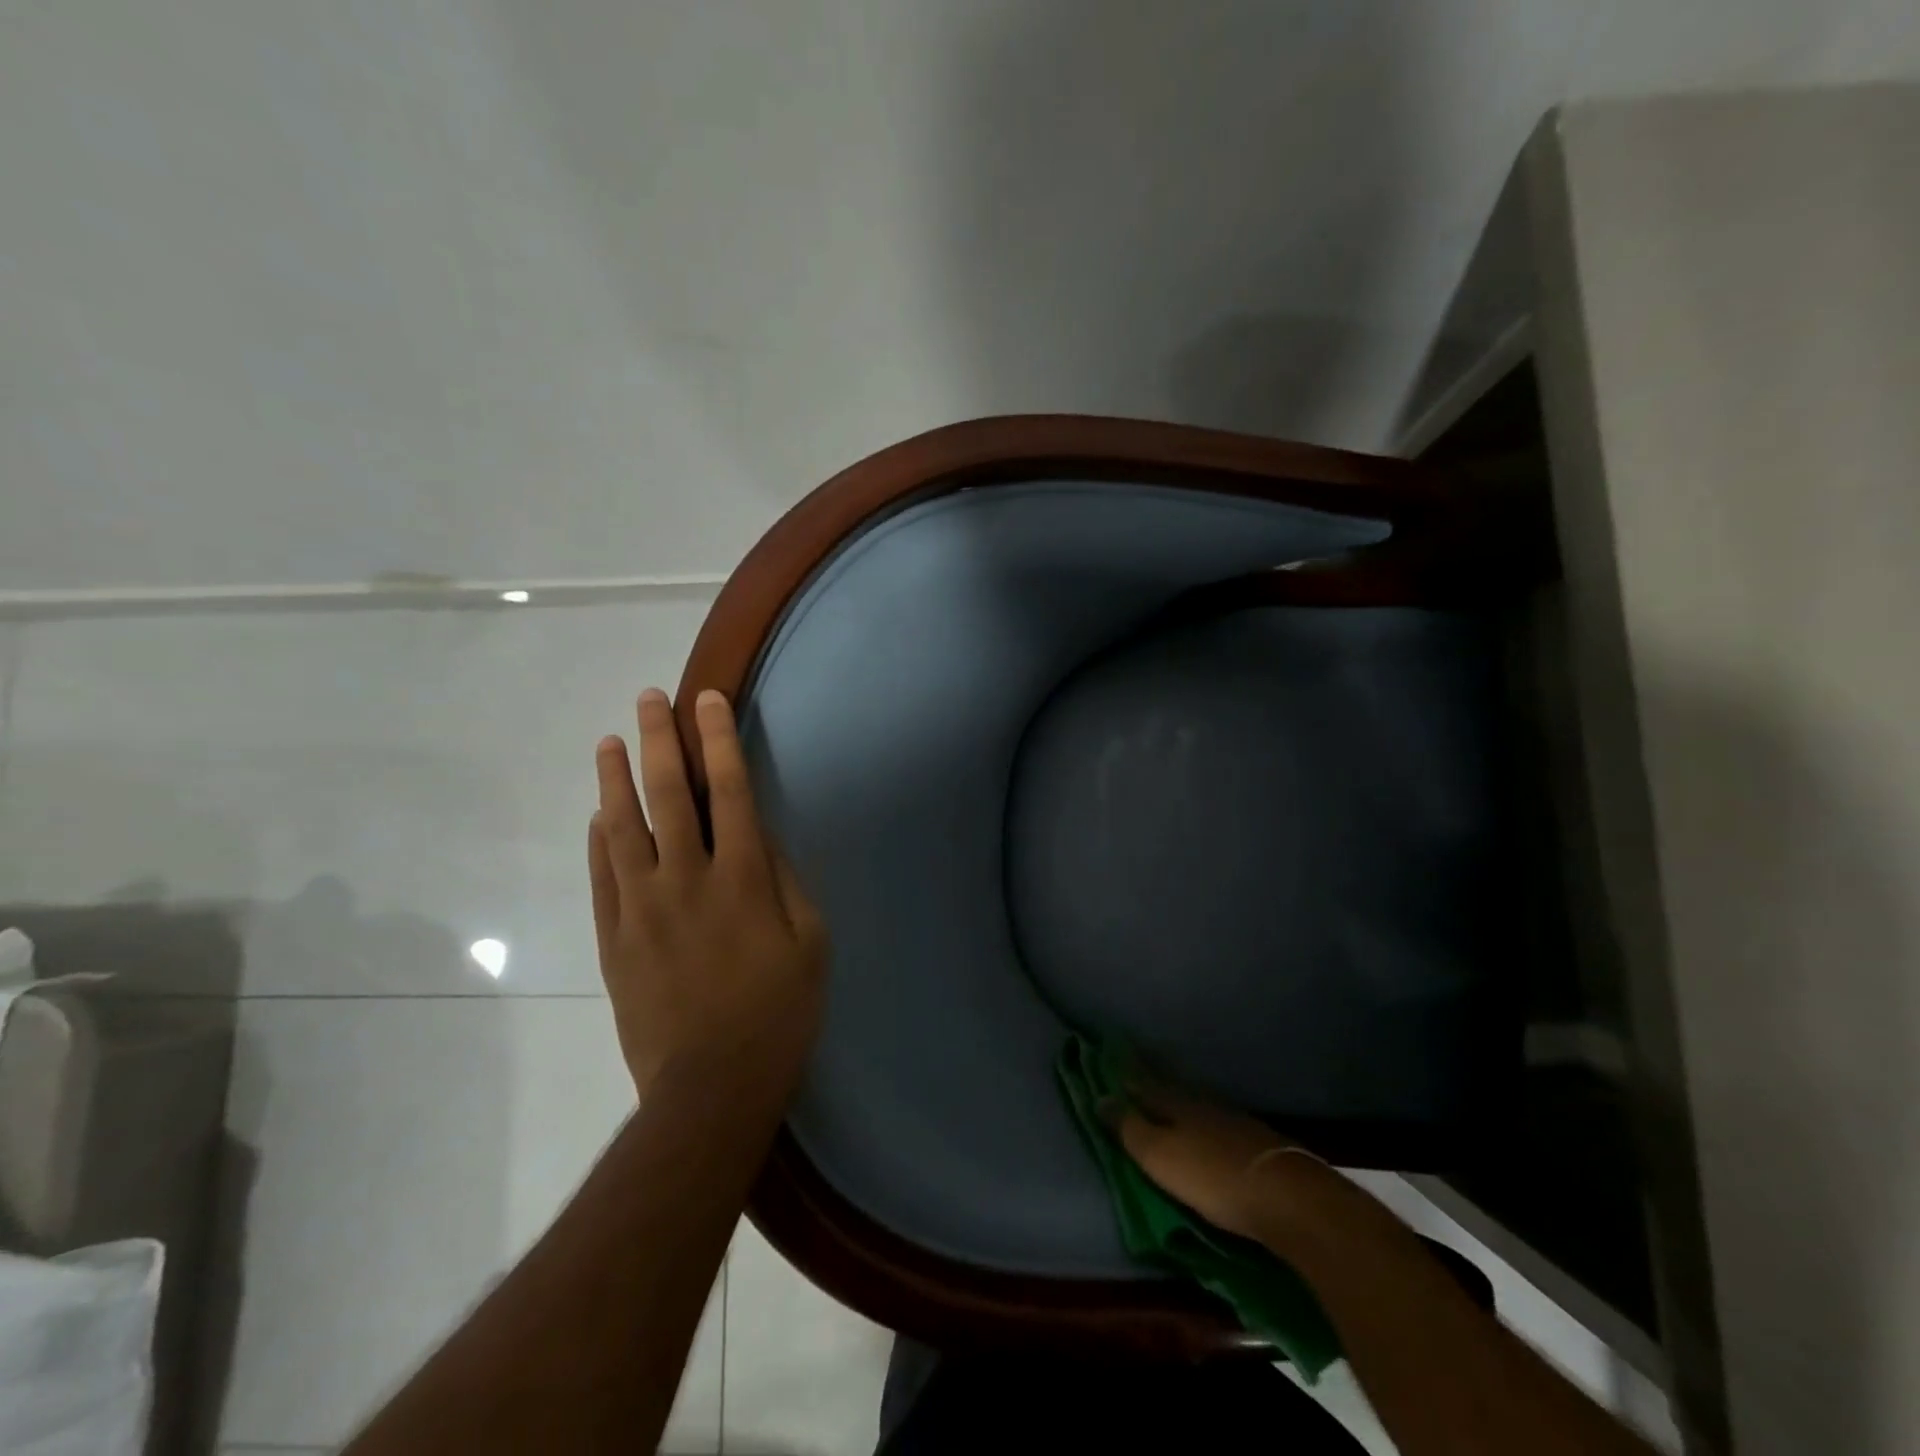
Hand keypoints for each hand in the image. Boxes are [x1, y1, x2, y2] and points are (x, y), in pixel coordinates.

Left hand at [589, 687, 827, 1100]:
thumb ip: (786, 883)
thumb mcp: (811, 943)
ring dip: (615, 779)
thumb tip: (763, 842)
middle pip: (669, 795)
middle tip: (647, 698)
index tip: (706, 700)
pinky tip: (598, 815)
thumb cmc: (779, 1013)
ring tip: (609, 741)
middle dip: (659, 740)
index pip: (730, 791)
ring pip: (622, 828)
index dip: (717, 740)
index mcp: (743, 878)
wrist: (711, 1086)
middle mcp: (687, 879)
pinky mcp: (614, 938)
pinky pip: (601, 876)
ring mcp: (642, 908)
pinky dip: (599, 839)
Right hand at [1118, 1077, 1332, 1242]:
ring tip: (1167, 1097)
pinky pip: (1217, 1121)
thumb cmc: (1212, 1177)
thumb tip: (1099, 1097)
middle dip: (1152, 1079)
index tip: (1110, 1053)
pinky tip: (1206, 1127)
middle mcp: (1202, 1103)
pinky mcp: (1256, 1142)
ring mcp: (1232, 1120)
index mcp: (1175, 1103)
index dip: (1126, 1070)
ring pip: (1196, 1103)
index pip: (1143, 1081)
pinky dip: (1204, 1120)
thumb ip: (1129, 1129)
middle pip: (1171, 1088)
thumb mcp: (1159, 1156)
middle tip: (1135, 1069)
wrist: (1288, 1197)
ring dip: (1179, 1099)